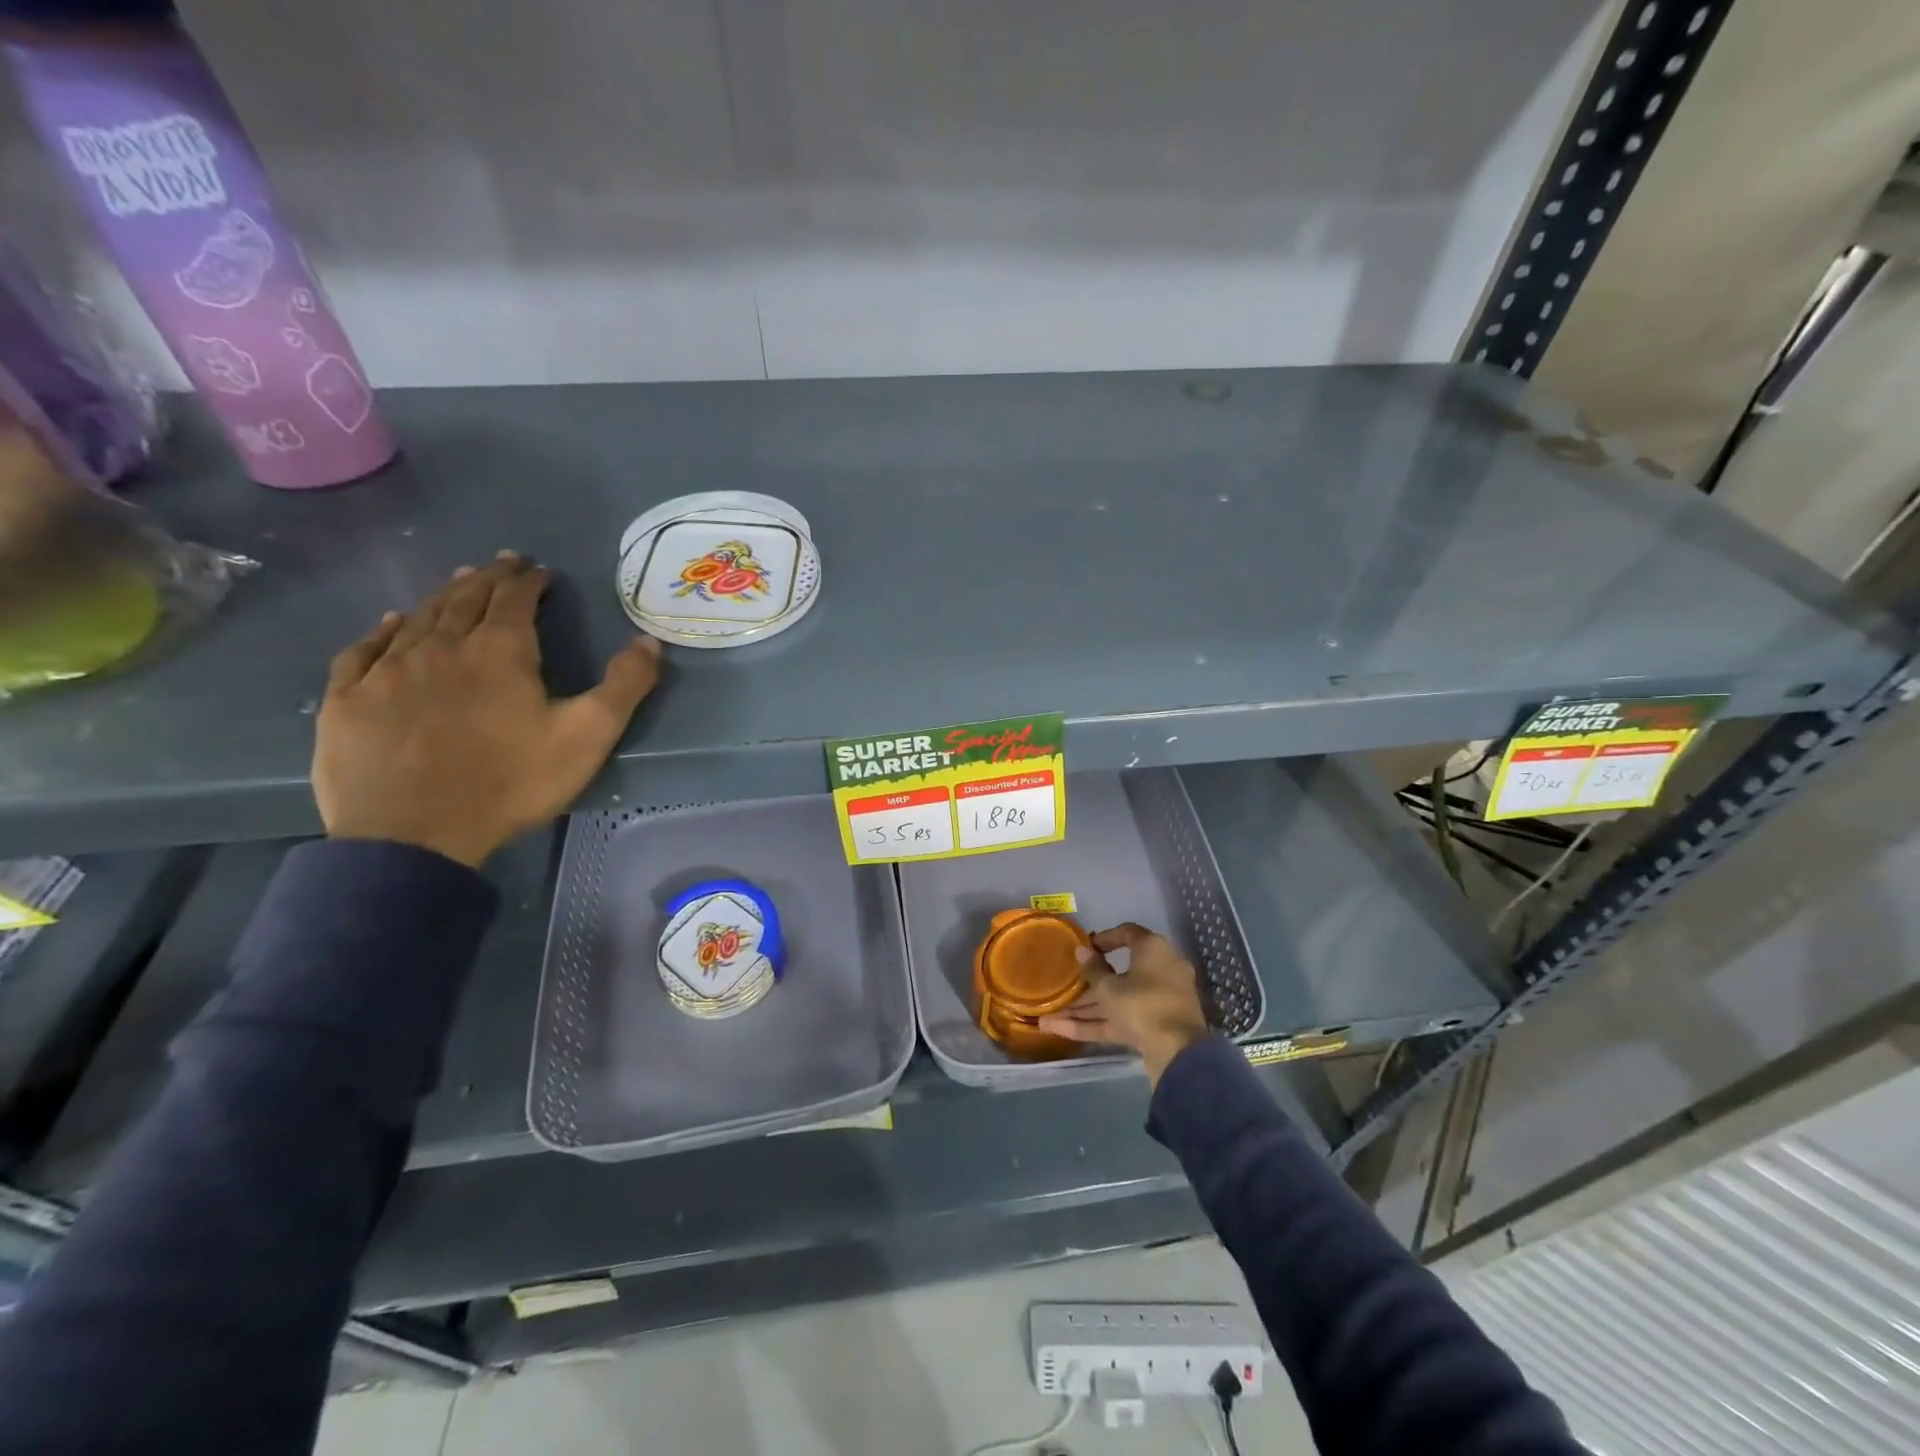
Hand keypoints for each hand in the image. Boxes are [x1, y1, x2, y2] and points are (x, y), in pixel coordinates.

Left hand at [313, 552, 661, 867]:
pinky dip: (383, 629)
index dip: (528, 580)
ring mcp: (388, 671)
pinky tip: (391, 622)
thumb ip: (624, 685)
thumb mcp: (587, 736)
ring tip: (457, 582)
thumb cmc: (510, 783)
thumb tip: (649, 640)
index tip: (539, 570)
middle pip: (464, 599)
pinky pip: (365, 650)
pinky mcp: (348, 700)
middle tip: (501, 563)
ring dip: (443, 596)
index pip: (514, 599)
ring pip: (418, 618)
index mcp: (499, 652)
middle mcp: (440, 647)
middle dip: (487, 578)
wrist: (414, 836)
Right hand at [1037, 922, 1210, 1084]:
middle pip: (1118, 973)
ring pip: (1116, 1000)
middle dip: (1087, 984)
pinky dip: (1094, 1024)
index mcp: (1153, 951)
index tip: (1084, 948)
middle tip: (1063, 985)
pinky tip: (1060, 1030)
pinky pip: (1120, 1020)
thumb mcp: (1109, 987)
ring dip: (1085, 1008)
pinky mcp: (1152, 1027)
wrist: (1177, 1053)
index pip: (1127, 934)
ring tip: (1050, 1016)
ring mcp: (1156, 1002)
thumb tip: (1082, 951)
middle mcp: (1159, 972)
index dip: (1103, 939)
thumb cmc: (1142, 1005)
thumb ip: (1092, 969)